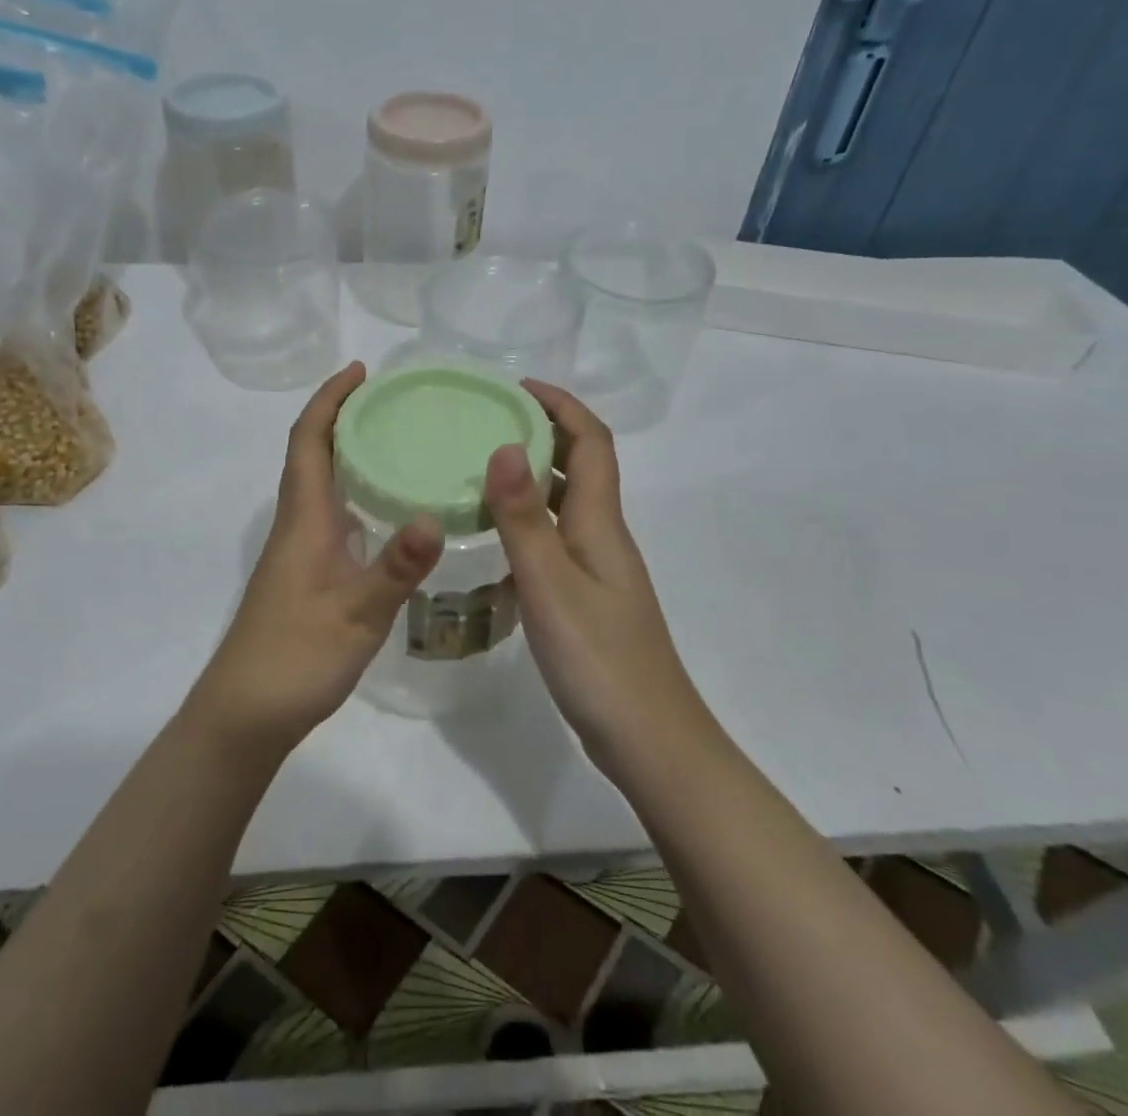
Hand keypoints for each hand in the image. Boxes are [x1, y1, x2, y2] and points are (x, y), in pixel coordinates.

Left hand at [191, 362, 442, 752]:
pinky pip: (330, 513)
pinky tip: (386, 508)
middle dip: (343, 416)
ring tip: (395, 439)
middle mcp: (298, 523)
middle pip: (313, 453)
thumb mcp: (356, 613)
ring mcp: (299, 550)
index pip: (309, 440)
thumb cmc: (296, 656)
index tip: (360, 370)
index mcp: (304, 518)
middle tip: (391, 399)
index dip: (330, 399)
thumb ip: (396, 566)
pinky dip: (354, 491)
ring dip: (347, 451)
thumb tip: (432, 515)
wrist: (246, 713)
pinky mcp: (306, 574)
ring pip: (321, 483)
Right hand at [483, 381, 707, 769]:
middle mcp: (602, 535)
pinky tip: (491, 539)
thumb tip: (503, 446)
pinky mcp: (586, 598)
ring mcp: (596, 568)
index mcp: (600, 522)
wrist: (648, 739)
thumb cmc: (599, 658)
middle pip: (581, 465)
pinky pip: (554, 540)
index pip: (591, 441)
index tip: (517, 387)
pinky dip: (526, 523)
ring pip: (565, 503)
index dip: (561, 405)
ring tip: (479, 469)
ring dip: (532, 476)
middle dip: (543, 431)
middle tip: (487, 422)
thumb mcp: (550, 584)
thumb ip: (523, 517)